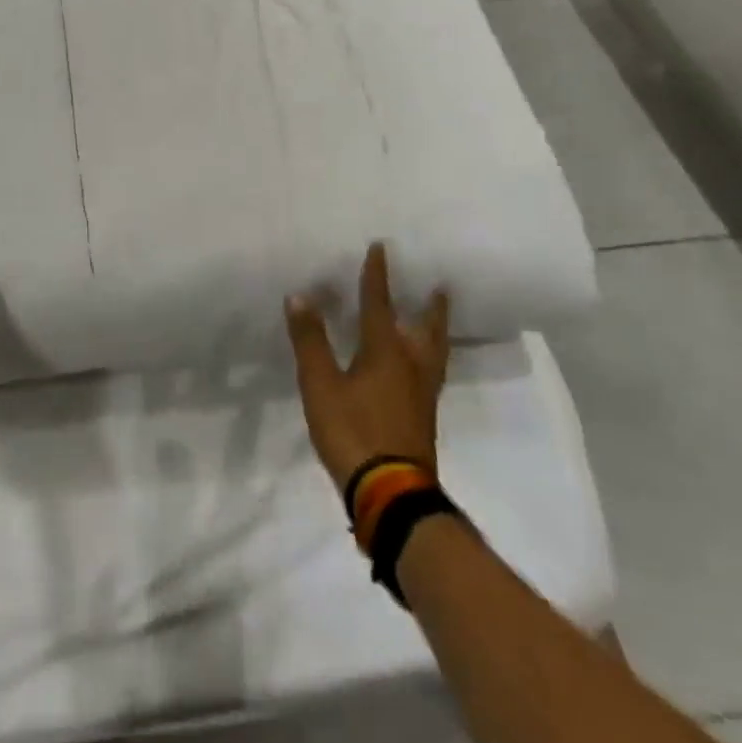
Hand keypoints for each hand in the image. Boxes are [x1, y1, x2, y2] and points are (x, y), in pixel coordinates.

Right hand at [284, 243, 450, 491]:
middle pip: (425, 330)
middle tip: (441, 286)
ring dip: (435, 332)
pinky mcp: (422, 418)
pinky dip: (429, 357)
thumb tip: (300, 296)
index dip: (377, 276)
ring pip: (434, 354)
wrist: (391, 494)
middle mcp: (410, 367)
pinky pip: (431, 373)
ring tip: (437, 320)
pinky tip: (419, 366)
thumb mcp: (320, 385)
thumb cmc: (353, 431)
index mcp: (385, 352)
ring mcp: (421, 395)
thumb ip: (310, 340)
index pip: (379, 305)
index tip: (381, 248)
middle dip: (430, 307)